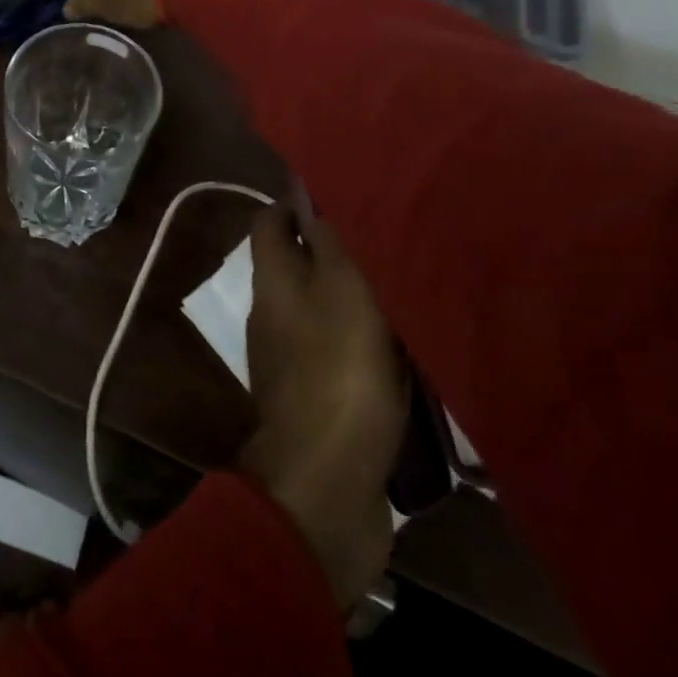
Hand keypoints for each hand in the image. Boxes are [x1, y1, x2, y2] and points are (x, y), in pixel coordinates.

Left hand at [241, 205, 409, 606]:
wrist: (327, 484)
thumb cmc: (337, 373)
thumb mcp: (341, 292)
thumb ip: (329, 243)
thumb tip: (311, 196)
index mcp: (272, 282)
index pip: (271, 222)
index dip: (298, 203)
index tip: (343, 193)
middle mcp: (273, 313)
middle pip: (297, 263)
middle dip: (334, 247)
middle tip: (388, 238)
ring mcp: (292, 358)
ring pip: (322, 307)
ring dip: (354, 295)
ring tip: (406, 282)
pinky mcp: (318, 397)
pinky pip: (341, 351)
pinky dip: (366, 340)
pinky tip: (407, 345)